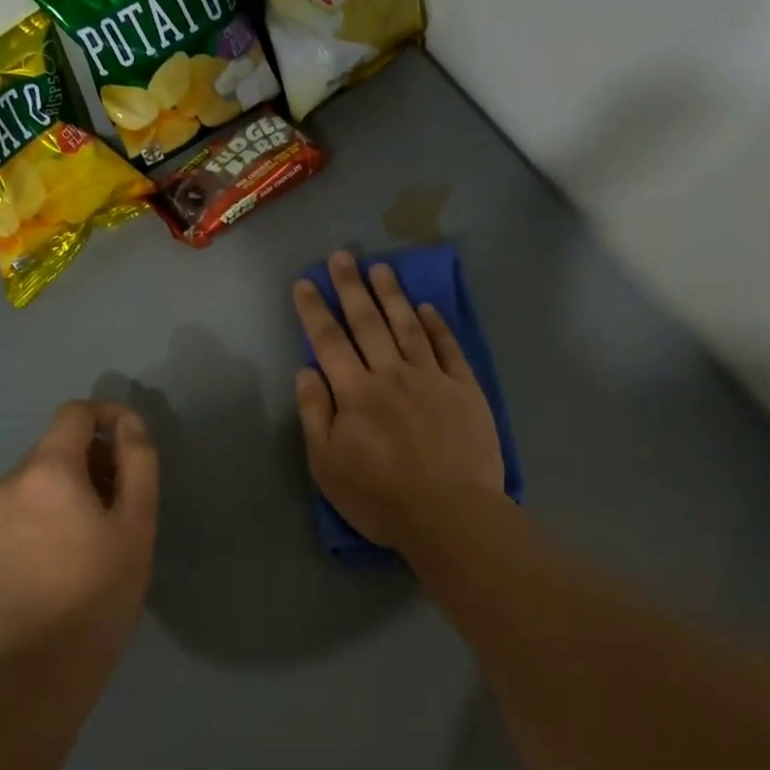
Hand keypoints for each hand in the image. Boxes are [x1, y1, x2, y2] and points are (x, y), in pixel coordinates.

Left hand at [0, 401, 158, 669]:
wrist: (43, 662)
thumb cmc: (102, 588)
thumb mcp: (137, 521)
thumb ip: (138, 461)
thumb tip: (129, 422)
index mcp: (46, 470)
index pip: (74, 413)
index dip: (108, 414)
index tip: (133, 442)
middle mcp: (8, 481)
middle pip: (56, 445)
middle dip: (94, 457)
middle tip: (125, 498)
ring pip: (39, 477)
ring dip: (72, 484)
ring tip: (99, 529)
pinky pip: (22, 505)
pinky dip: (50, 507)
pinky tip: (69, 550)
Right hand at [293, 252, 504, 550]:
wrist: (449, 513)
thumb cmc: (380, 497)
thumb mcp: (327, 465)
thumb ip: (314, 414)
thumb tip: (306, 371)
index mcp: (355, 392)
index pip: (329, 341)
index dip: (314, 310)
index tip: (305, 282)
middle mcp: (391, 374)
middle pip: (368, 322)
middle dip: (351, 287)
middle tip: (342, 256)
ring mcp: (432, 378)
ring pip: (408, 326)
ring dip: (393, 295)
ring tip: (382, 268)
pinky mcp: (465, 389)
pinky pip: (448, 348)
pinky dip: (437, 325)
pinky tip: (427, 307)